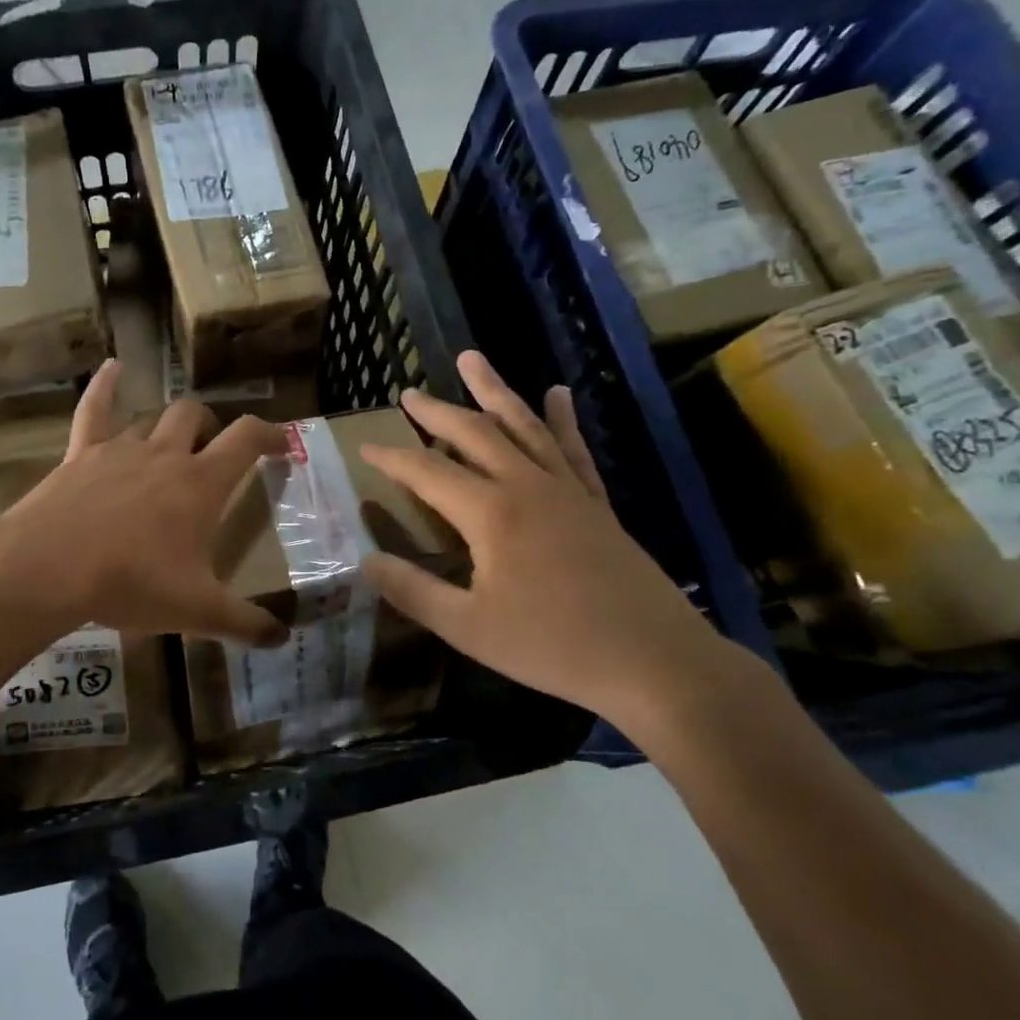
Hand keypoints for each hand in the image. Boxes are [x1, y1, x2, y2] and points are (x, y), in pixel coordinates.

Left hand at [0, 359, 291, 646]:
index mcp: (201, 483)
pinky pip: (94, 409)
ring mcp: (121, 449)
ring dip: (167, 426)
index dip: (269, 434)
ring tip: (172, 442)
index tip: (281, 443)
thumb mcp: (197, 611)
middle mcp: (166, 455)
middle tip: (214, 451)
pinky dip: (105, 386)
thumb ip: (245, 623)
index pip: (246, 438)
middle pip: (196, 417)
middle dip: (212, 427)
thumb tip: (283, 639)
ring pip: (153, 418)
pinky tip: (112, 367)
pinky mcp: (82, 453)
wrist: (50, 569)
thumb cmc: (131, 583)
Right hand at [359, 351, 777, 737]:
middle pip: (473, 433)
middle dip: (436, 412)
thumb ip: (413, 591)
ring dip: (494, 390)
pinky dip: (563, 418)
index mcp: (490, 513)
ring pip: (523, 425)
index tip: (364, 446)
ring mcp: (566, 489)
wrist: (654, 661)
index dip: (391, 457)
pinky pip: (574, 449)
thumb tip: (365, 561)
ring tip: (472, 359)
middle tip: (409, 393)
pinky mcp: (596, 503)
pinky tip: (559, 393)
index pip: (427, 472)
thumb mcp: (468, 628)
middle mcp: (526, 485)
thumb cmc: (553, 646)